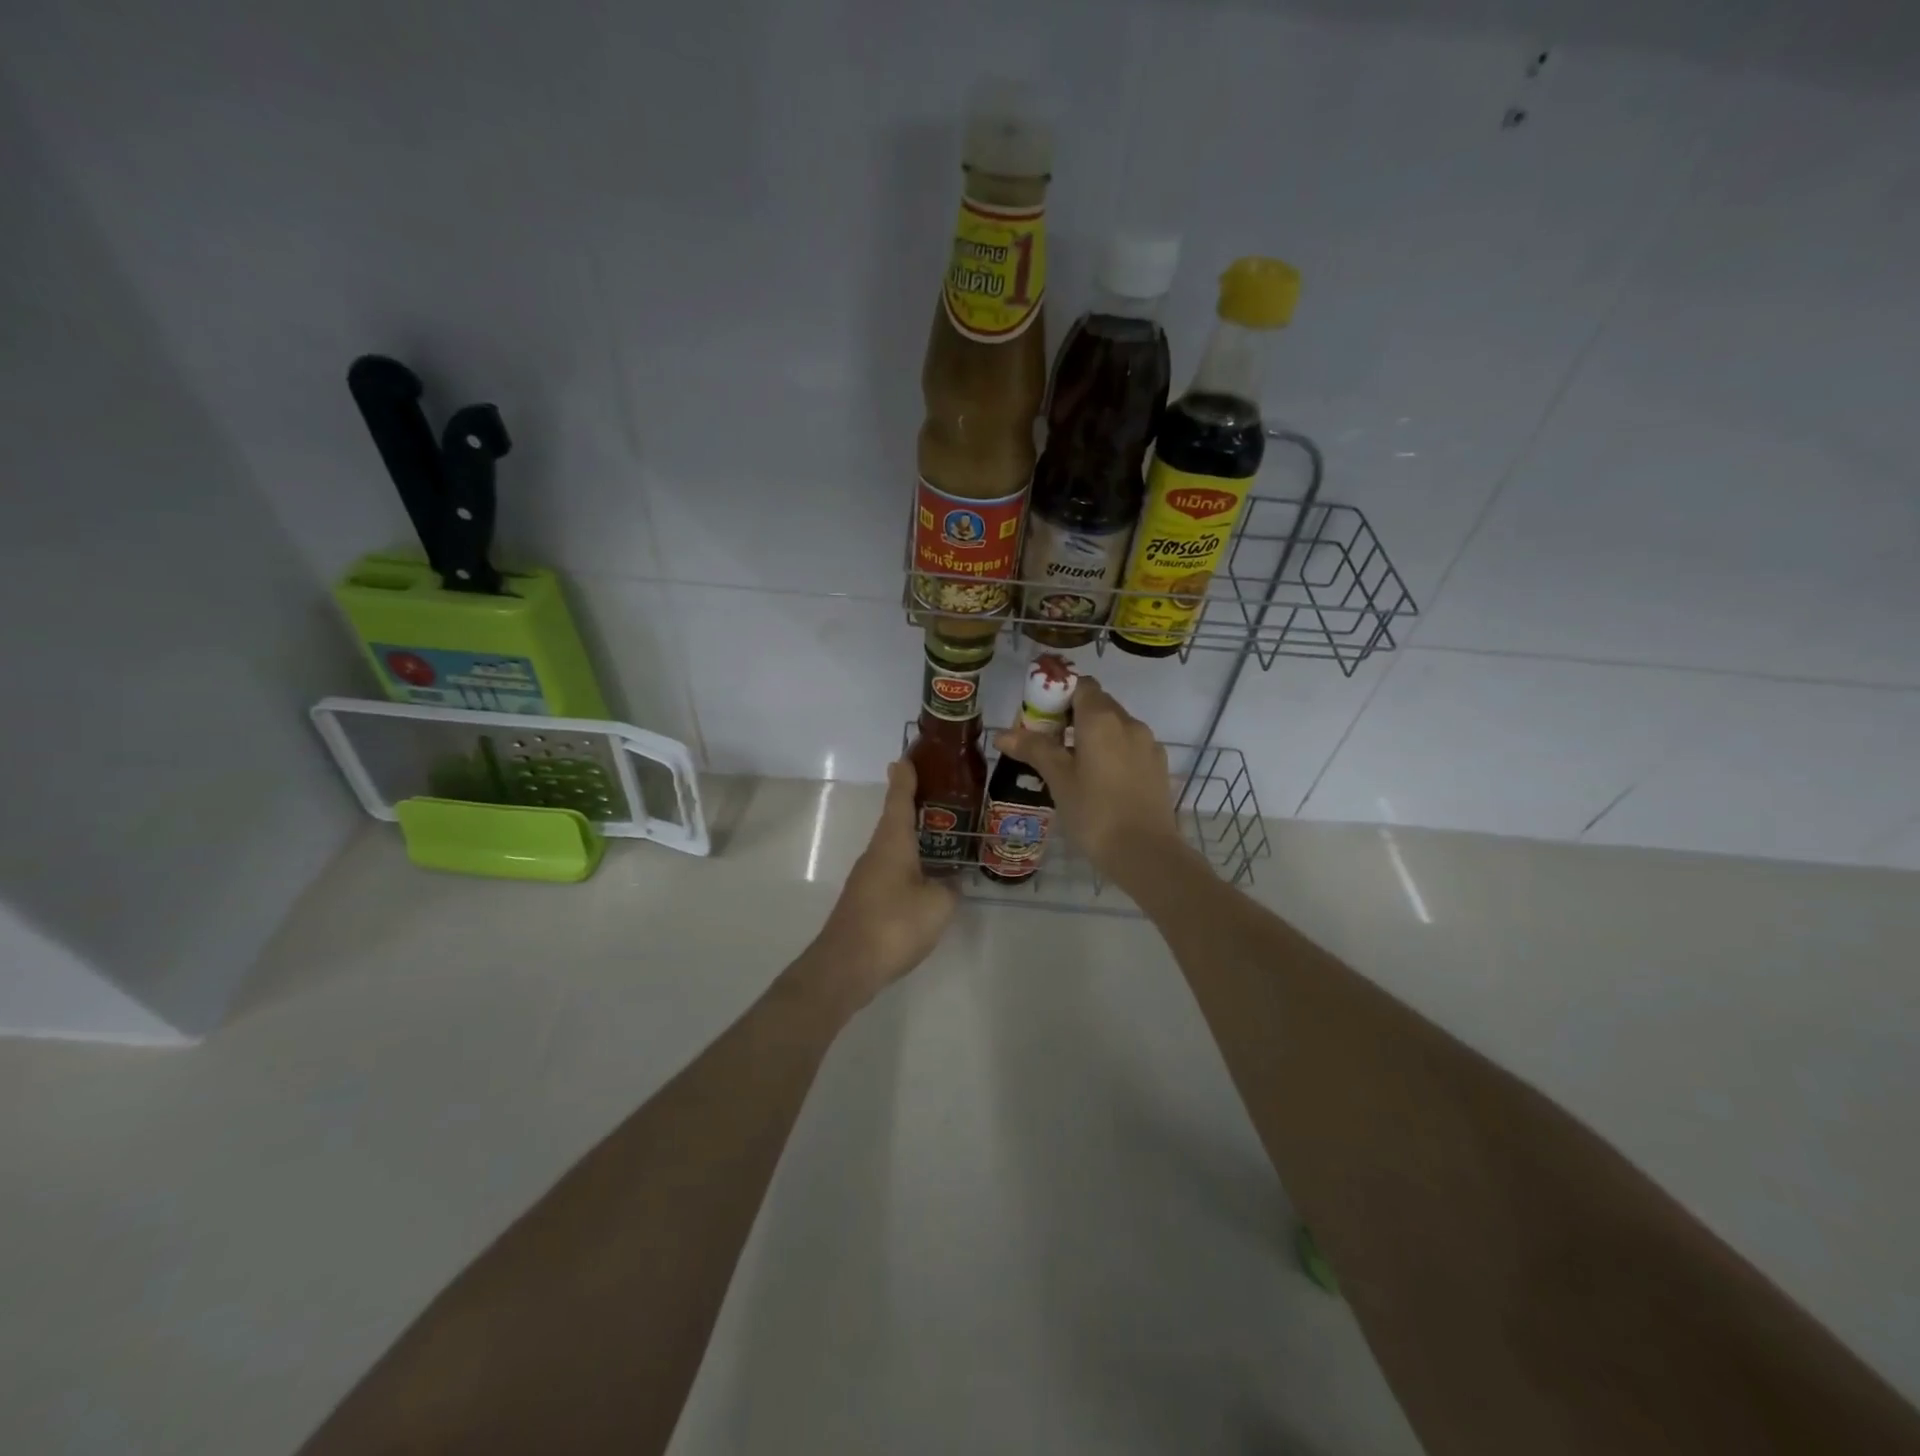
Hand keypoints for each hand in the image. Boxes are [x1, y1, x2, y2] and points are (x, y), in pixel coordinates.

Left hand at [798, 758, 957, 1009]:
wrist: (846, 966)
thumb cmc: (894, 925)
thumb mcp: (937, 905)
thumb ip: (949, 888)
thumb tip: (950, 881)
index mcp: (892, 843)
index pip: (899, 799)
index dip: (905, 778)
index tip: (906, 757)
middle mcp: (876, 852)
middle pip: (894, 820)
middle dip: (913, 805)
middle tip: (940, 794)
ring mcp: (867, 877)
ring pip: (893, 846)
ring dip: (912, 836)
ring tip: (940, 834)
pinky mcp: (866, 899)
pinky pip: (892, 869)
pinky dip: (909, 862)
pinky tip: (926, 876)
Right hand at [994, 676, 1187, 883]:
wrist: (1146, 853)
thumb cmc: (1094, 813)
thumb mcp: (1058, 780)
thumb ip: (1034, 749)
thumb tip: (1002, 734)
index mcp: (1102, 718)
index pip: (1080, 685)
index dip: (1058, 693)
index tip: (1040, 716)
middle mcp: (1129, 722)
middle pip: (1098, 704)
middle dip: (1073, 716)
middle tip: (1049, 743)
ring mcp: (1148, 744)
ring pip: (1116, 727)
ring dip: (1093, 735)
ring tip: (1073, 765)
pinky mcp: (1158, 767)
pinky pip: (1130, 747)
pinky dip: (1112, 753)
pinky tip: (1100, 781)